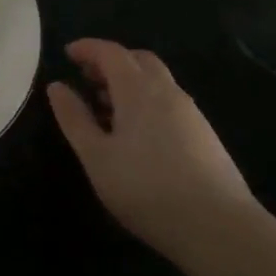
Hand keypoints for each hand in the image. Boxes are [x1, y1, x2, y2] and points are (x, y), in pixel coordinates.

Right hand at [47, 39, 254, 261]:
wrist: (219, 227)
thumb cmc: (147, 189)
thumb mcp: (97, 157)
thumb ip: (74, 118)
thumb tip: (57, 86)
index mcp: (138, 89)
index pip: (111, 52)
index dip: (88, 48)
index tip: (67, 53)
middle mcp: (167, 91)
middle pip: (138, 60)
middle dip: (111, 62)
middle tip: (87, 79)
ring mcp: (190, 112)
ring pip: (157, 81)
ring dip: (129, 83)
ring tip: (106, 109)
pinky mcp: (204, 135)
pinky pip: (169, 102)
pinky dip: (146, 101)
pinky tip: (137, 134)